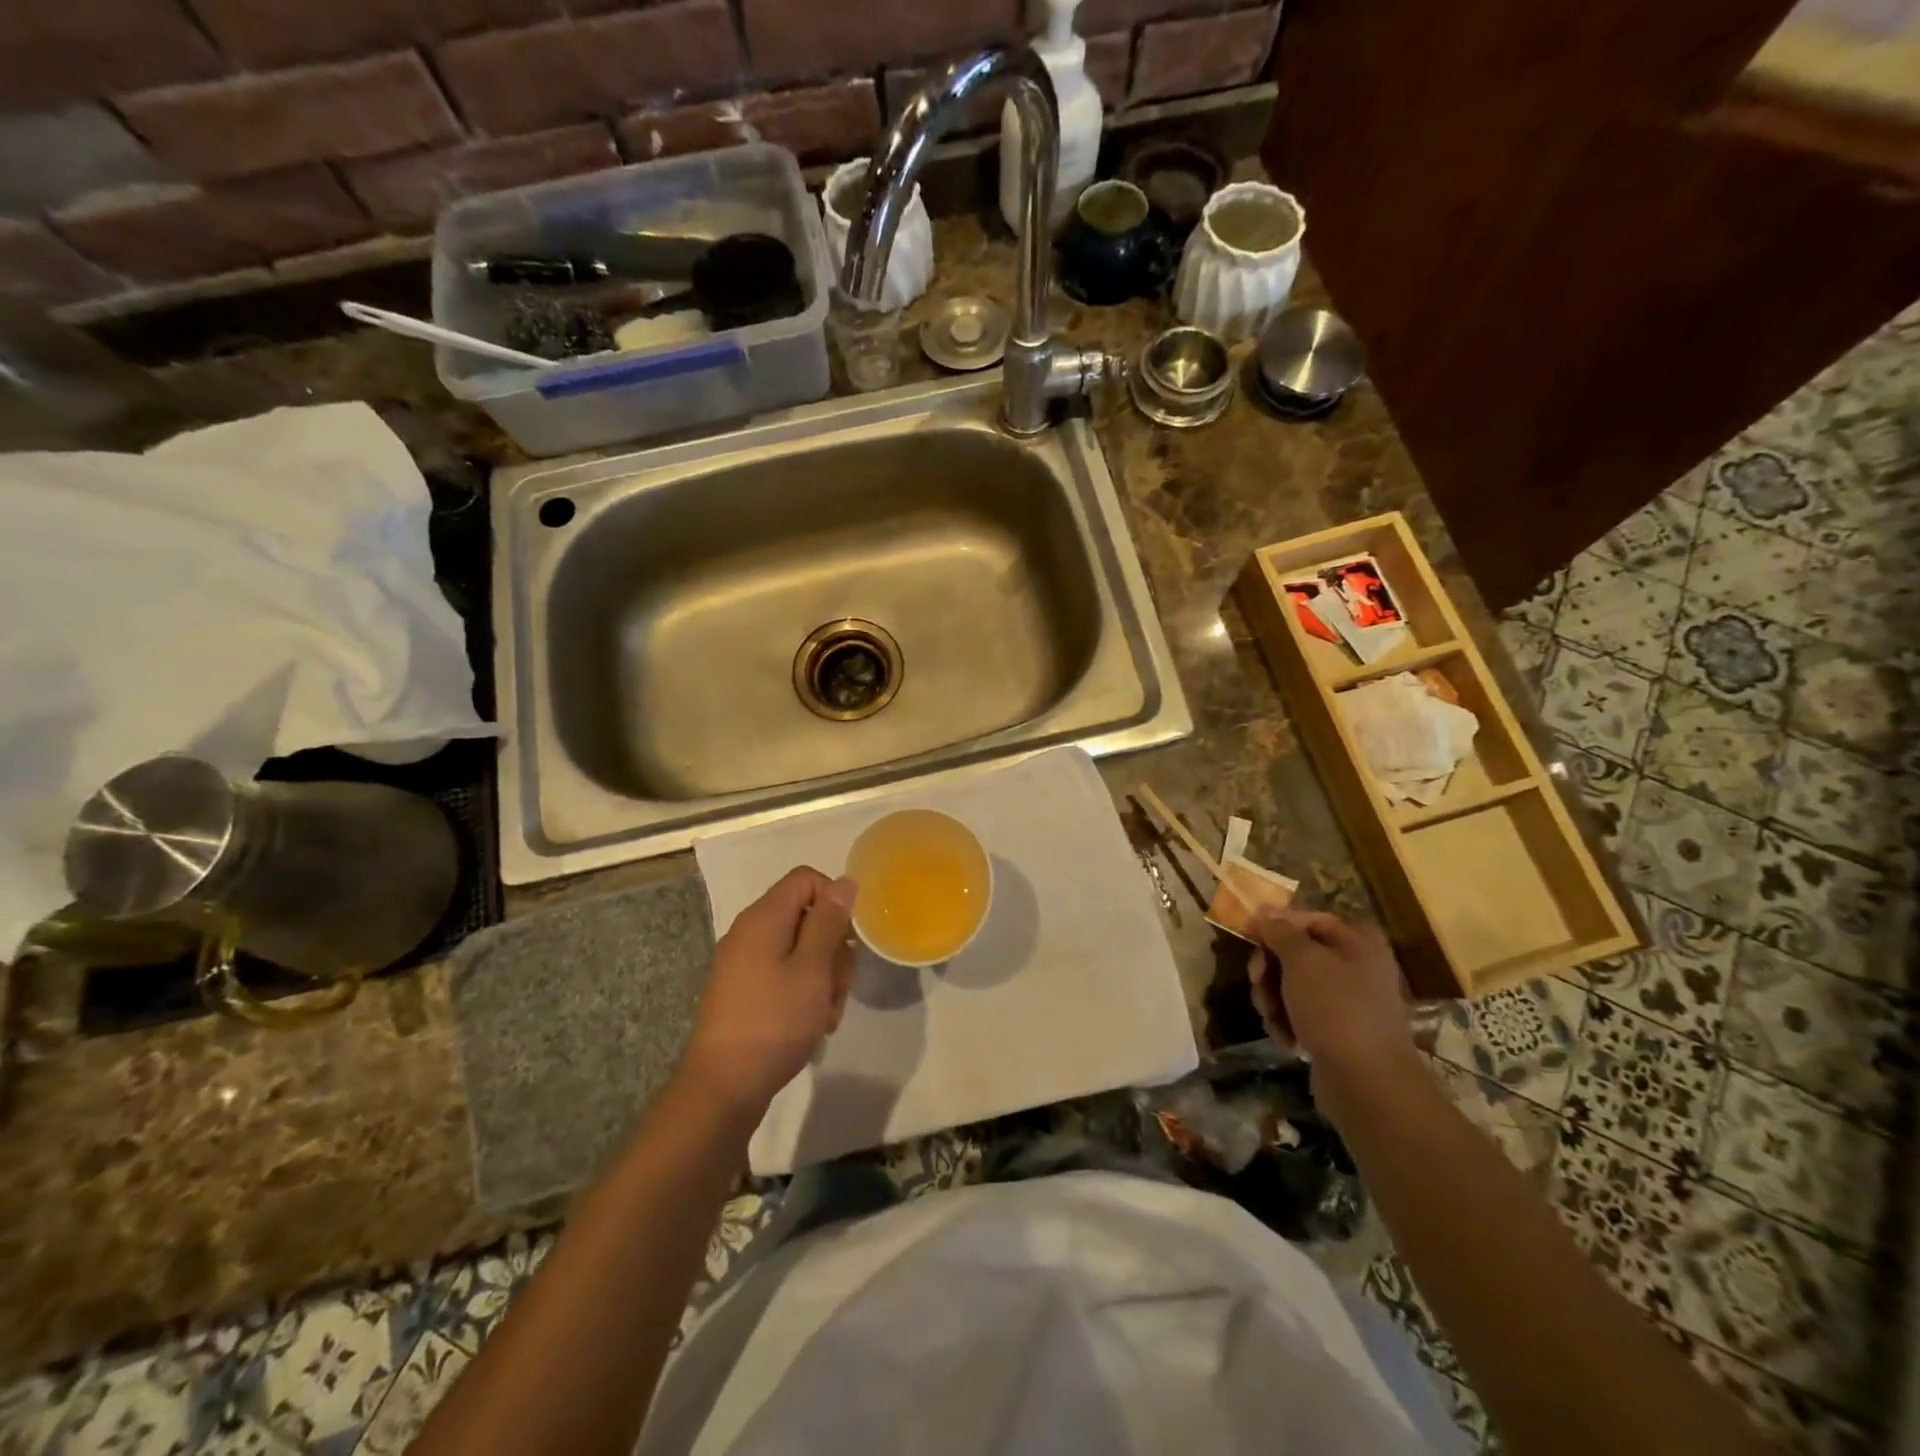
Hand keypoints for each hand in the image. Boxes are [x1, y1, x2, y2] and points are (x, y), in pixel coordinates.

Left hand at [681, 867, 857, 1117]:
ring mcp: (744, 963)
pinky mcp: (744, 991)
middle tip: (839, 986)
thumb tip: (844, 882)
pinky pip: (784, 975)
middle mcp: (750, 932)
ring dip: (823, 976)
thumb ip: (829, 921)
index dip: (835, 900)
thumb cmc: (774, 1022)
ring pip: (800, 950)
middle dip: (833, 948)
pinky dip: (804, 992)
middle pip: (806, 916)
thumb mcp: (812, 968)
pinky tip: (813, 1024)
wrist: (723, 1087)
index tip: (849, 939)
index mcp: (763, 918)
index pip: (806, 879)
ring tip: (827, 1013)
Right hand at [1247, 907, 1418, 1093]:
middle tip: (1257, 982)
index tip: (1248, 935)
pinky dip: (1286, 1022)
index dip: (1277, 924)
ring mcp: (1347, 1002)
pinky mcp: (1337, 1032)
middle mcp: (1356, 967)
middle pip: (1296, 953)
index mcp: (1358, 943)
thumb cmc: (1336, 1010)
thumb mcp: (1302, 960)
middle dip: (1270, 968)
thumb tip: (1264, 912)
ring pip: (1292, 985)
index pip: (1309, 918)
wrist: (1367, 1083)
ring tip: (1272, 1018)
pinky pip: (1300, 1014)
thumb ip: (1280, 931)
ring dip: (1272, 998)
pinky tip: (1285, 1039)